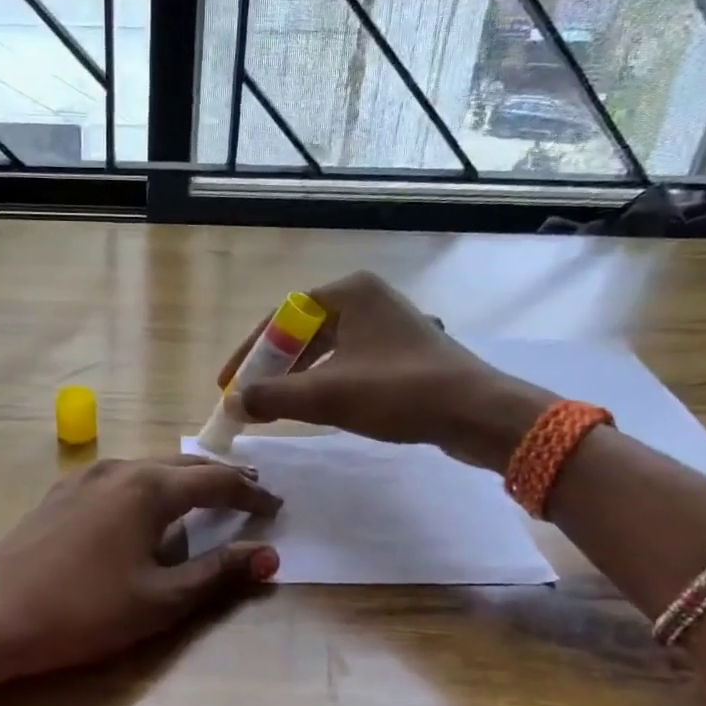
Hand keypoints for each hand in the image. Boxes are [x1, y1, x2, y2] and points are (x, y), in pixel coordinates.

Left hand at [0, 456, 281, 683]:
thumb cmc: (83, 611)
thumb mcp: (160, 600)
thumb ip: (217, 574)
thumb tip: (270, 556)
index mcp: (149, 488)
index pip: (216, 482)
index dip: (251, 494)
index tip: (277, 507)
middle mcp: (119, 469)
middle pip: (183, 466)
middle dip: (220, 479)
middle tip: (250, 493)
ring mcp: (84, 478)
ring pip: (149, 469)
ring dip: (183, 481)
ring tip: (205, 499)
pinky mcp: (61, 494)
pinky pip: (120, 480)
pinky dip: (148, 488)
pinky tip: (144, 510)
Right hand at [217, 271, 553, 468]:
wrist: (477, 414)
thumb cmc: (399, 393)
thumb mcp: (327, 395)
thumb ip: (272, 397)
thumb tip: (234, 403)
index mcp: (349, 292)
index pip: (280, 317)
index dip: (249, 353)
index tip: (228, 383)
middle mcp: (369, 299)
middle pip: (302, 333)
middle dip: (273, 368)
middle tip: (250, 398)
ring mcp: (389, 325)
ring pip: (327, 350)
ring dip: (298, 378)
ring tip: (278, 408)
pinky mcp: (403, 351)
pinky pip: (350, 362)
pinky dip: (327, 382)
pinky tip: (319, 408)